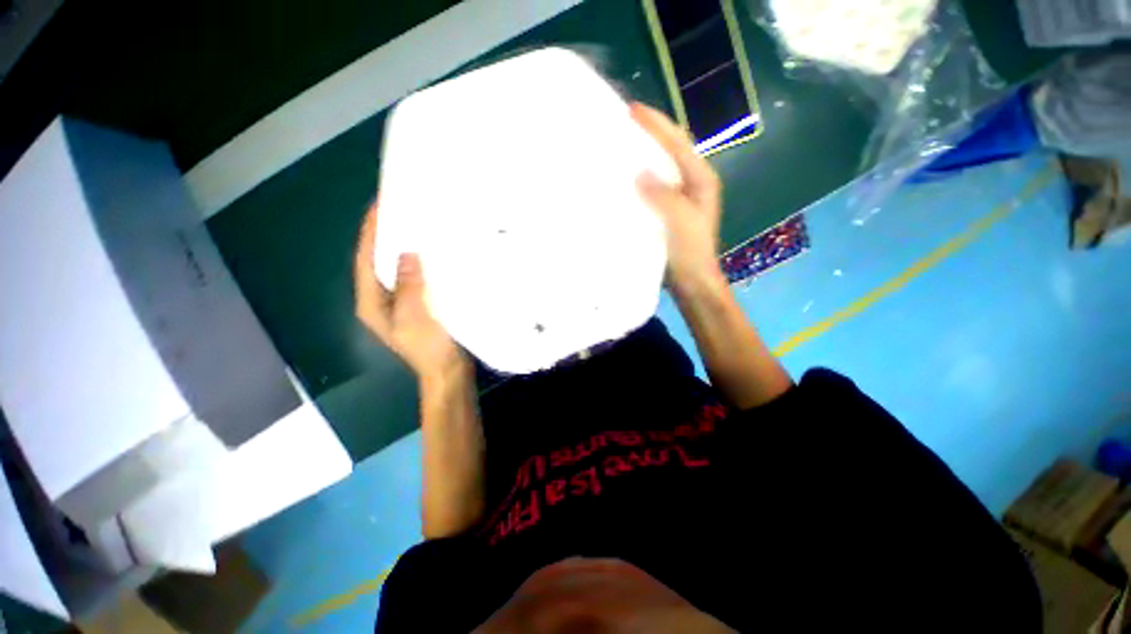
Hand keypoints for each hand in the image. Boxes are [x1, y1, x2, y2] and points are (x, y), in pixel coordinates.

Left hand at [354, 203, 468, 381]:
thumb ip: (408, 286)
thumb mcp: (413, 318)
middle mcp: (381, 299)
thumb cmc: (428, 349)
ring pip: (398, 268)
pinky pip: (416, 277)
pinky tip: (434, 252)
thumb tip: (406, 253)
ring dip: (404, 247)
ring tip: (418, 224)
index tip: (380, 205)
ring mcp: (400, 303)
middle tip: (401, 209)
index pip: (365, 260)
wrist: (447, 372)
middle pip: (378, 261)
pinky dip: (421, 262)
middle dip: (386, 235)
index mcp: (371, 302)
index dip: (370, 232)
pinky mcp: (419, 305)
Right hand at [631, 103, 725, 289]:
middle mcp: (692, 183)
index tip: (633, 109)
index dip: (657, 125)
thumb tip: (639, 174)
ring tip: (621, 144)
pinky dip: (640, 178)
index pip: (678, 144)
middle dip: (650, 133)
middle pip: (671, 150)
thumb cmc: (690, 252)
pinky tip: (625, 179)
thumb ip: (664, 196)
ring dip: (644, 154)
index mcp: (700, 180)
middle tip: (624, 121)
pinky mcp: (668, 212)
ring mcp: (680, 198)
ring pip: (661, 168)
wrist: (692, 281)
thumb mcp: (681, 222)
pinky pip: (653, 187)